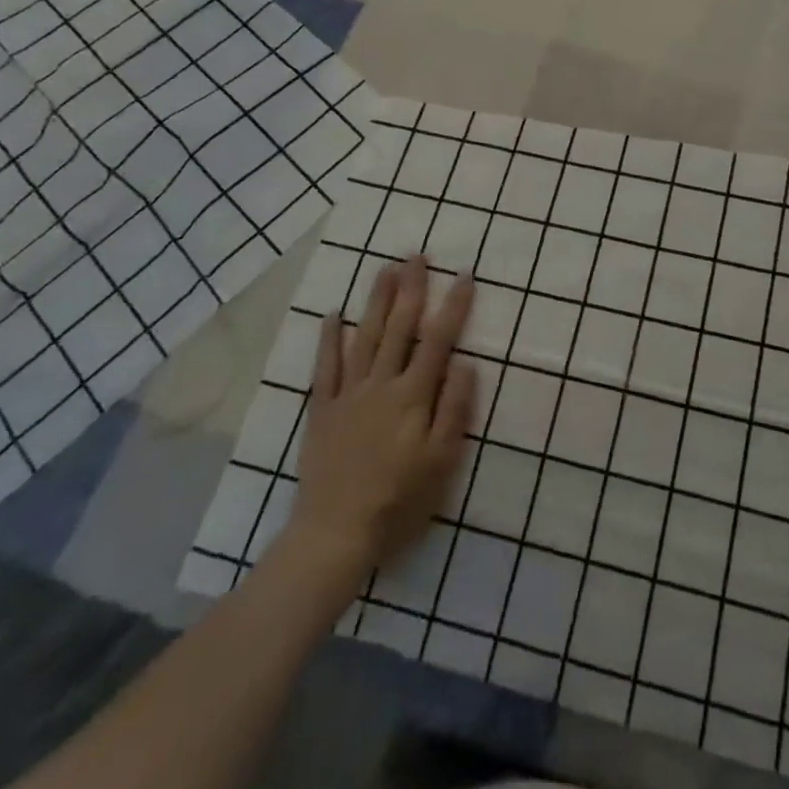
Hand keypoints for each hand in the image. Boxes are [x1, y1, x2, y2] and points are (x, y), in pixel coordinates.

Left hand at [275, 256, 475, 581]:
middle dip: (411, 289)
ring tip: (385, 269)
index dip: (454, 306)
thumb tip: (464, 362)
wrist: (335, 533)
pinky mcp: (324, 409)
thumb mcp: (441, 461)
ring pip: (365, 337)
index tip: (465, 275)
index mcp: (413, 396)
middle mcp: (381, 385)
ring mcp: (349, 394)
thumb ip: (453, 409)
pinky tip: (333, 314)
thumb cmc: (398, 500)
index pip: (438, 340)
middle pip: (399, 328)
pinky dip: (329, 339)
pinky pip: (326, 367)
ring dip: (377, 301)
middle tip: (417, 255)